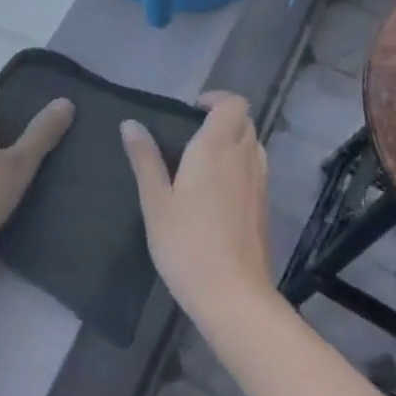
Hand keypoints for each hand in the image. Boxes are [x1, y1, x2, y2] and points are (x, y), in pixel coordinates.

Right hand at [122, 92, 275, 331]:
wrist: (234, 296)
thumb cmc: (187, 244)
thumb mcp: (155, 201)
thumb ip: (145, 159)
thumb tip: (131, 123)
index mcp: (216, 148)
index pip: (233, 104)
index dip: (217, 99)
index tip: (192, 110)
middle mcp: (244, 158)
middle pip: (245, 121)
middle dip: (223, 119)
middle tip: (193, 134)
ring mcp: (260, 183)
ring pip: (254, 145)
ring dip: (234, 141)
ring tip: (204, 161)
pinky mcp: (265, 207)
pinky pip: (257, 169)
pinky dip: (241, 165)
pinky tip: (218, 191)